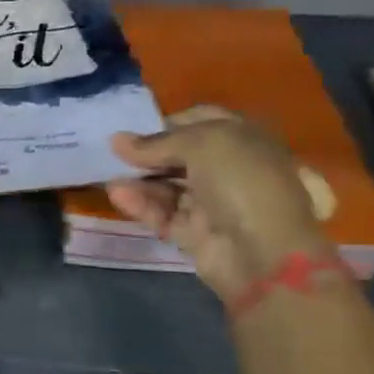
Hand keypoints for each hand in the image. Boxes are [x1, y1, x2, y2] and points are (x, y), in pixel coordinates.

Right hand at [108, 106, 334, 301]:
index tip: (139, 126)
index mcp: (246, 139)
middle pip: (181, 155)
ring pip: (169, 186)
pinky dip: (142, 204)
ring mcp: (214, 203)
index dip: (171, 121)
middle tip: (116, 153)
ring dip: (141, 180)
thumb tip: (117, 141)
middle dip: (149, 153)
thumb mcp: (201, 144)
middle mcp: (231, 169)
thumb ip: (157, 142)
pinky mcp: (195, 233)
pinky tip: (119, 195)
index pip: (203, 120)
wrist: (263, 253)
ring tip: (110, 177)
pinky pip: (163, 213)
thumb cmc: (241, 182)